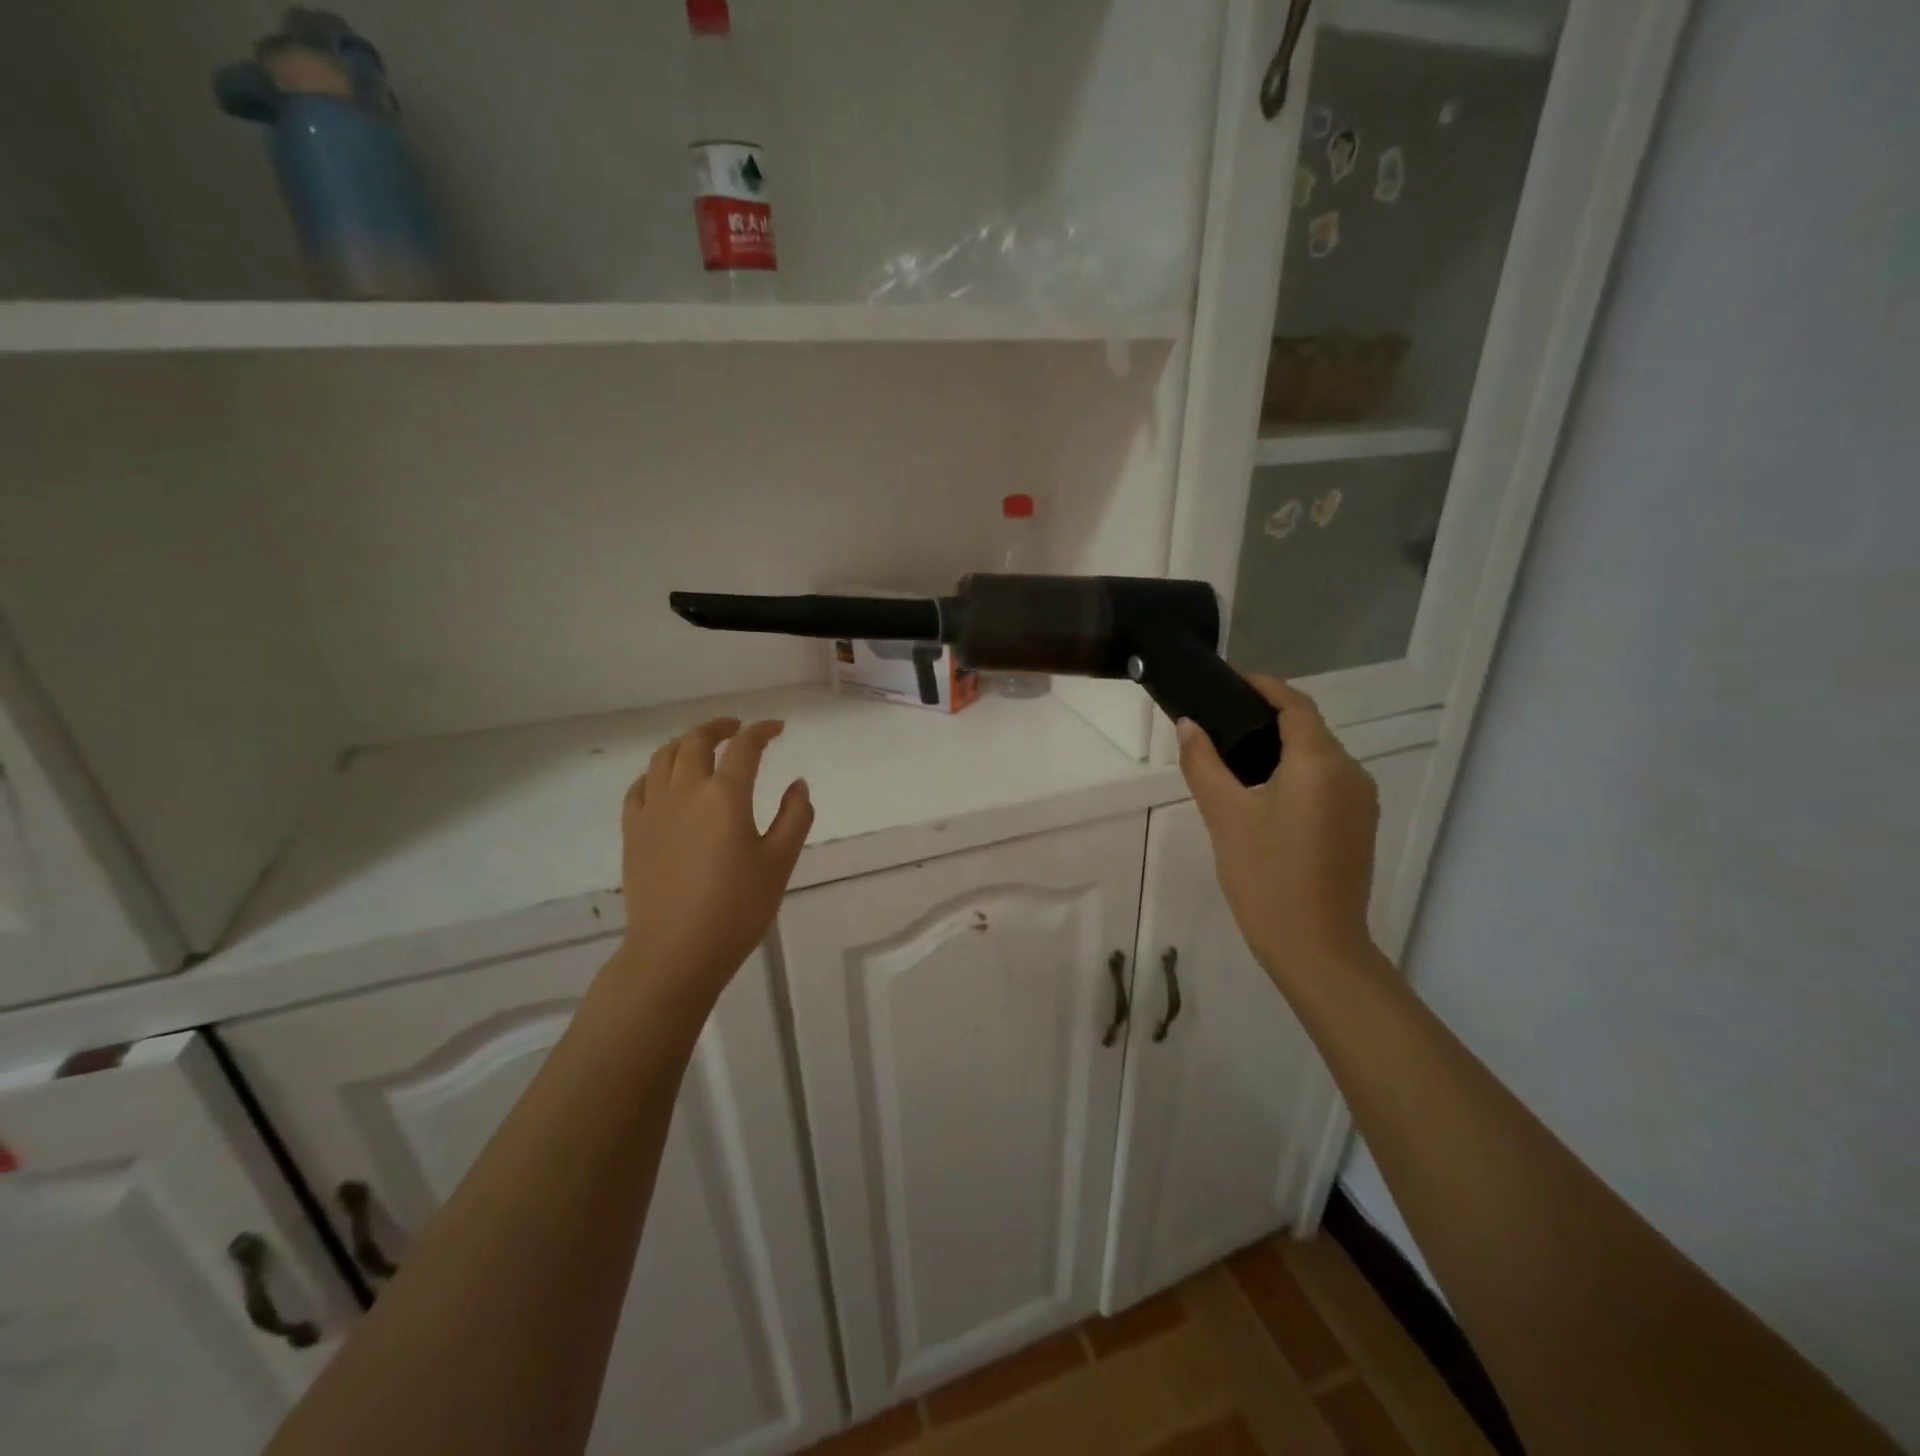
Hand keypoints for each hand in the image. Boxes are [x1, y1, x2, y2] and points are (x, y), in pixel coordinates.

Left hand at [612, 717, 812, 1009]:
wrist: (675, 952)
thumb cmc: (736, 909)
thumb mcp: (779, 863)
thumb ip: (794, 817)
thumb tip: (798, 784)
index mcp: (725, 796)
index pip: (744, 747)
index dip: (762, 731)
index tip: (777, 728)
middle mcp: (685, 791)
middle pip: (696, 741)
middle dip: (719, 727)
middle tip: (737, 728)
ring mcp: (653, 809)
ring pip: (663, 757)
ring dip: (685, 742)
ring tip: (701, 745)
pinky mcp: (633, 831)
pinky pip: (640, 786)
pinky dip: (657, 771)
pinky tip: (666, 780)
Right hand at [1177, 677, 1379, 990]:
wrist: (1317, 947)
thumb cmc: (1266, 876)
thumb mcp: (1224, 816)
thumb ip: (1203, 764)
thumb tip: (1188, 725)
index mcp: (1319, 763)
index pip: (1295, 704)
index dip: (1264, 686)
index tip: (1230, 682)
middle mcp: (1350, 772)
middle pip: (1309, 729)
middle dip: (1268, 718)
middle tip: (1221, 722)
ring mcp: (1361, 801)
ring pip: (1319, 756)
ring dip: (1282, 747)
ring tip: (1235, 757)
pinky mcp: (1360, 826)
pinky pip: (1327, 782)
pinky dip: (1298, 773)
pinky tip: (1265, 793)